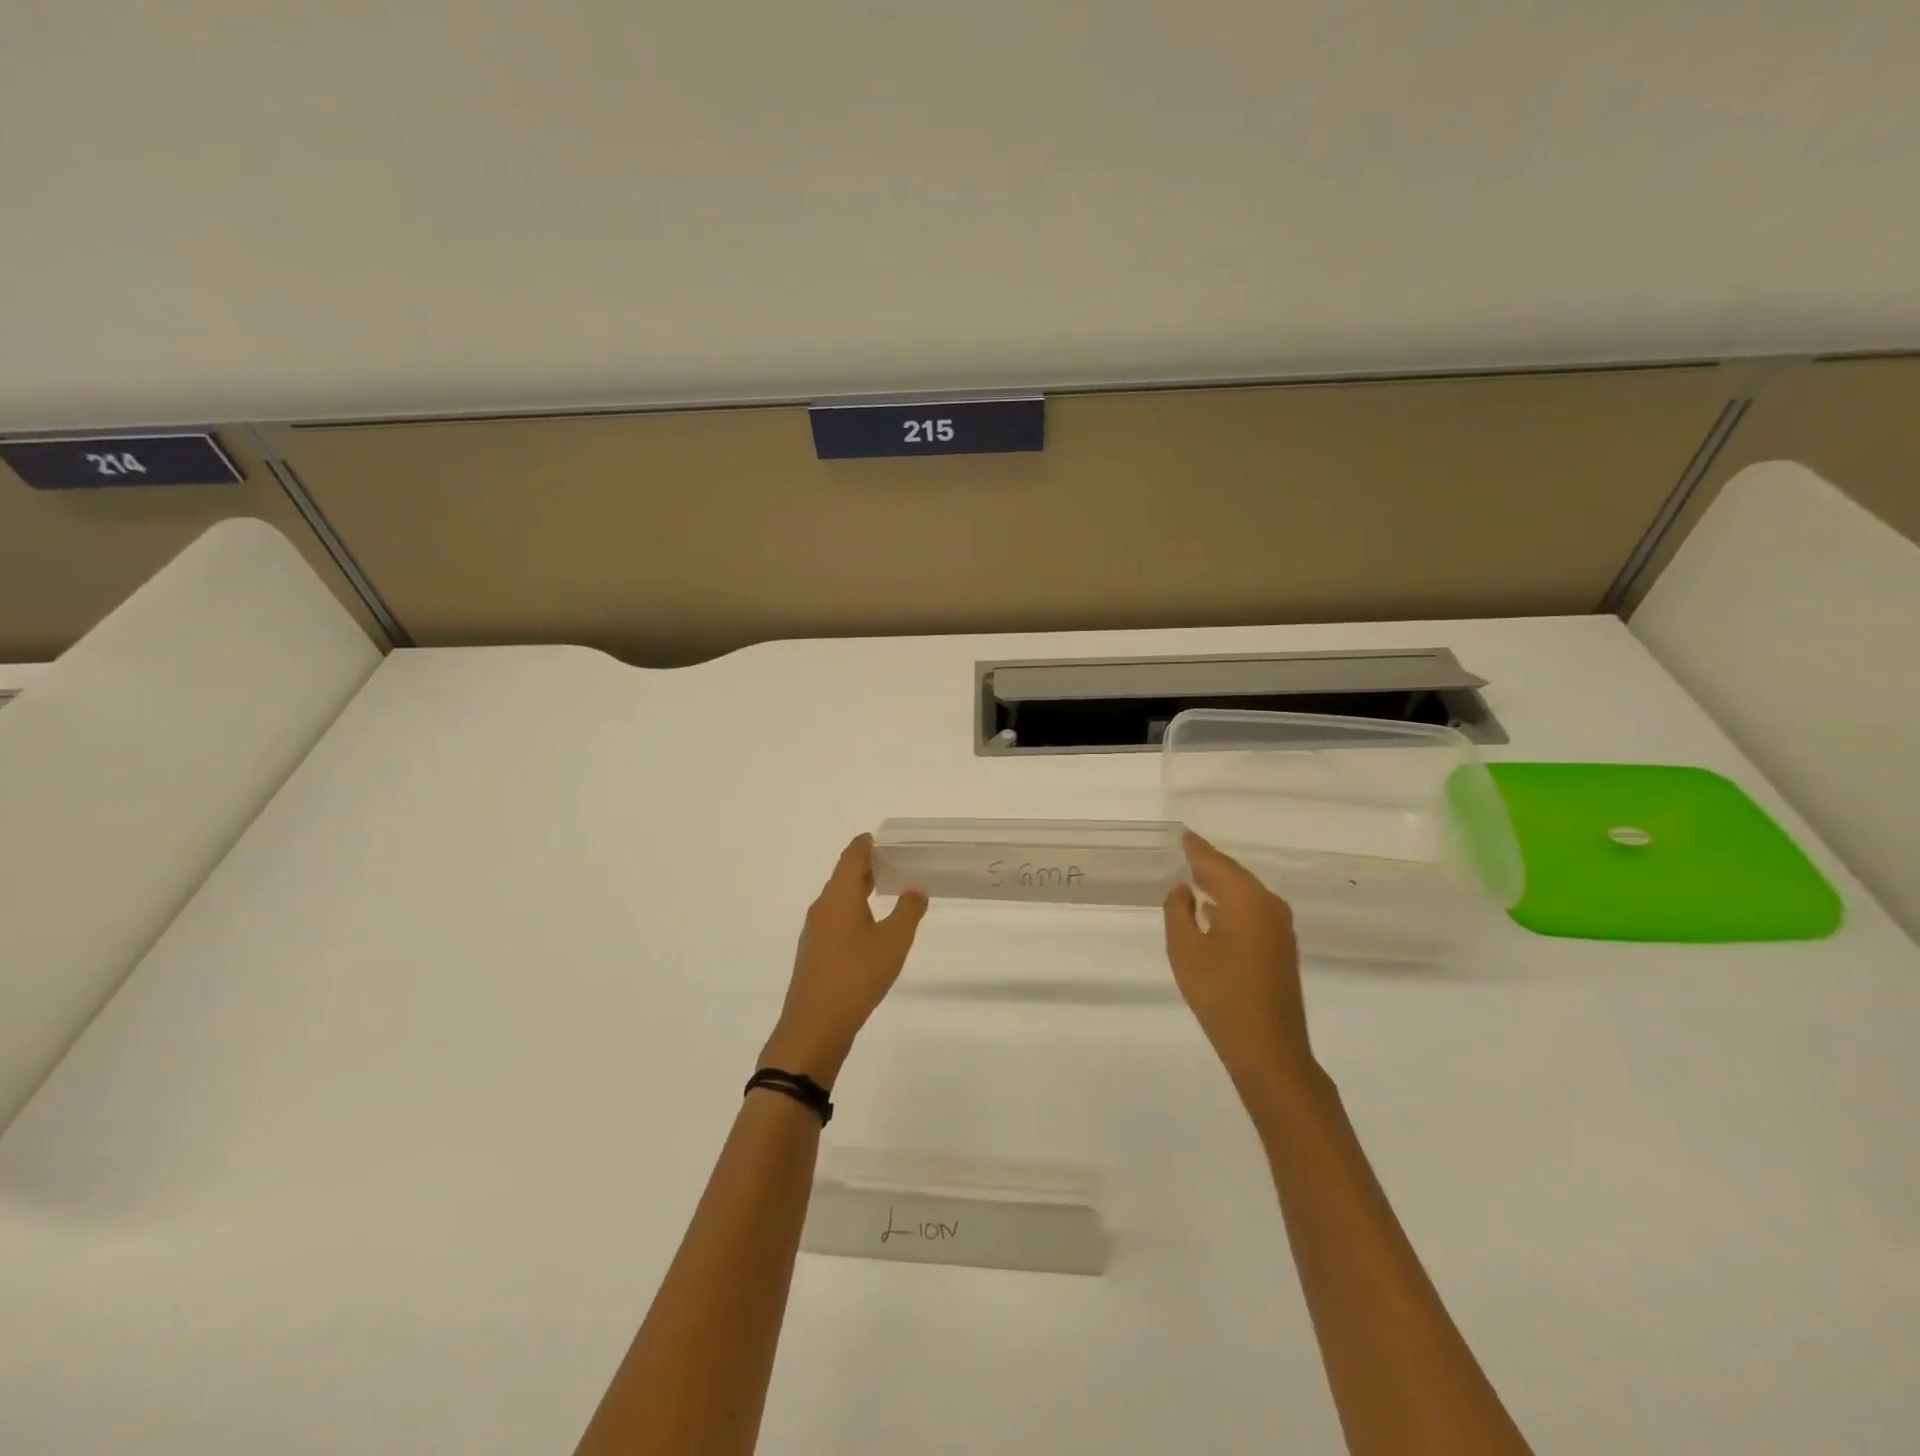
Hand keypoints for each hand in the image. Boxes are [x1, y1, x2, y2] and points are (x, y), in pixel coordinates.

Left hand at [760, 834, 927, 1087]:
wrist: (815, 1026)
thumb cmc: (857, 976)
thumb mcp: (893, 942)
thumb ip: (908, 911)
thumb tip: (915, 889)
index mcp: (839, 896)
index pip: (852, 857)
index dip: (866, 844)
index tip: (881, 838)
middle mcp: (823, 907)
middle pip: (843, 876)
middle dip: (866, 866)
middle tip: (893, 862)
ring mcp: (815, 931)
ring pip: (838, 899)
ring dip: (859, 890)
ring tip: (886, 891)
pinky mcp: (815, 953)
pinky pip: (835, 919)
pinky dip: (853, 911)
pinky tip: (870, 927)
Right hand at [1163, 831, 1314, 1088]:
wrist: (1268, 1048)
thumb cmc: (1220, 994)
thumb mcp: (1185, 950)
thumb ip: (1178, 912)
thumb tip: (1183, 890)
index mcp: (1246, 899)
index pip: (1215, 863)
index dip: (1196, 849)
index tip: (1182, 835)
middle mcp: (1269, 905)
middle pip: (1234, 874)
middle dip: (1209, 864)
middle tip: (1185, 852)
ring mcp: (1280, 927)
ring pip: (1245, 893)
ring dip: (1220, 884)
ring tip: (1193, 876)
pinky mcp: (1281, 947)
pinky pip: (1252, 910)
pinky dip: (1231, 903)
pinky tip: (1213, 910)